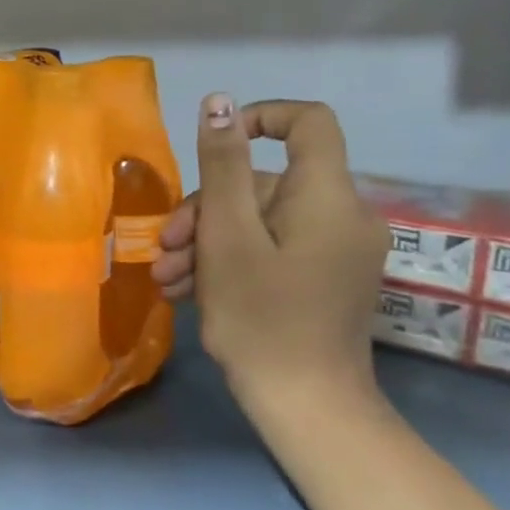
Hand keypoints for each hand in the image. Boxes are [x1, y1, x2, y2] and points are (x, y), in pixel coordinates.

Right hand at [152, 94, 387, 419]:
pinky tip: (191, 288)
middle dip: (206, 209)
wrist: (306, 407)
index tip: (213, 146)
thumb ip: (223, 165)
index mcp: (327, 198)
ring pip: (261, 220)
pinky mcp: (325, 278)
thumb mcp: (227, 235)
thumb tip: (220, 102)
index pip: (308, 123)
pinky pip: (274, 247)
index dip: (259, 118)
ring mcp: (336, 251)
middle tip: (166, 247)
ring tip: (169, 277)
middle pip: (266, 183)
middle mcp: (343, 216)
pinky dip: (232, 259)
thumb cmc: (261, 316)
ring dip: (208, 241)